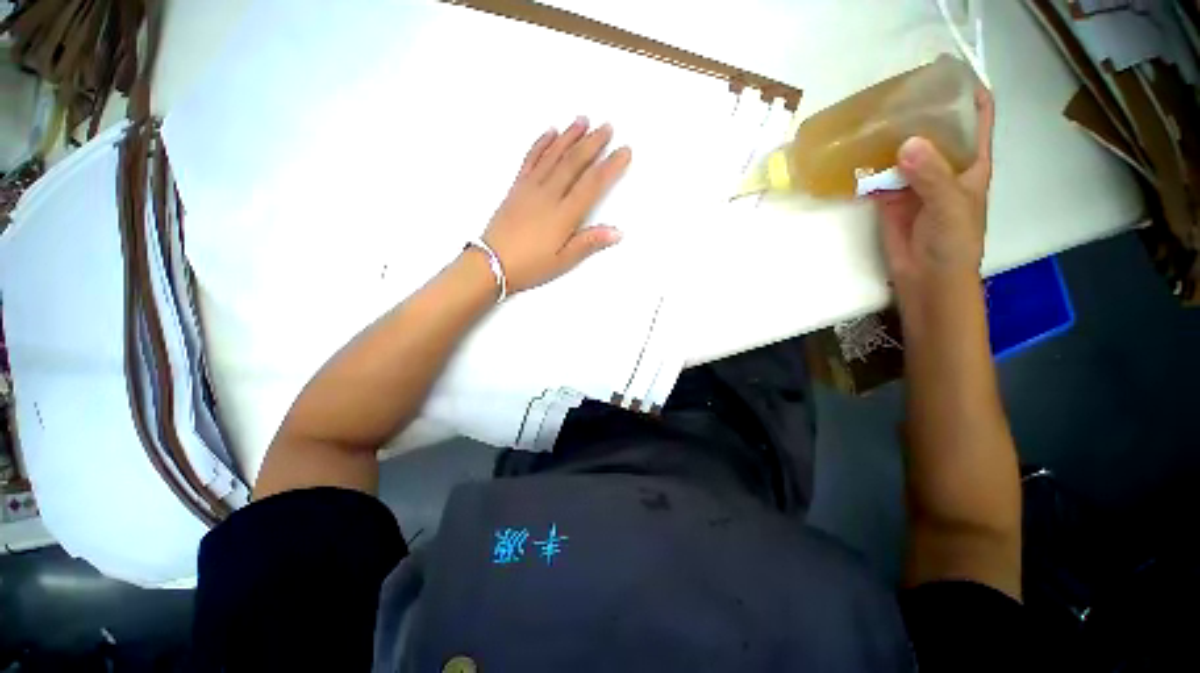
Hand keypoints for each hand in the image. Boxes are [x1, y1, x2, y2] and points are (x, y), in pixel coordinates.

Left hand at [481, 117, 631, 293]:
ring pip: (553, 155)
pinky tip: (550, 133)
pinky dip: (541, 144)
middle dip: (593, 143)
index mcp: (563, 215)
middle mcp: (548, 195)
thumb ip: (589, 243)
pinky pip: (530, 159)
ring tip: (583, 121)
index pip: (592, 184)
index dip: (610, 166)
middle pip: (574, 163)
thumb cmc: (529, 265)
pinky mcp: (516, 187)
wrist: (491, 263)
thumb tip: (617, 232)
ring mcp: (530, 188)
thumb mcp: (564, 261)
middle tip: (607, 127)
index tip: (624, 151)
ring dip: (569, 136)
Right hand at [874, 87, 995, 292]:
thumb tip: (905, 143)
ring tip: (870, 119)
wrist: (926, 276)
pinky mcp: (889, 198)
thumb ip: (931, 175)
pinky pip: (879, 176)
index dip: (967, 92)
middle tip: (894, 94)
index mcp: (970, 162)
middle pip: (934, 129)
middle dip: (919, 111)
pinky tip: (856, 155)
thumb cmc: (954, 241)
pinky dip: (868, 167)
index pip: (977, 117)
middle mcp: (943, 166)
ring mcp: (914, 182)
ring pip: (903, 151)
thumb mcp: (951, 205)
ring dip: (889, 138)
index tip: (944, 73)